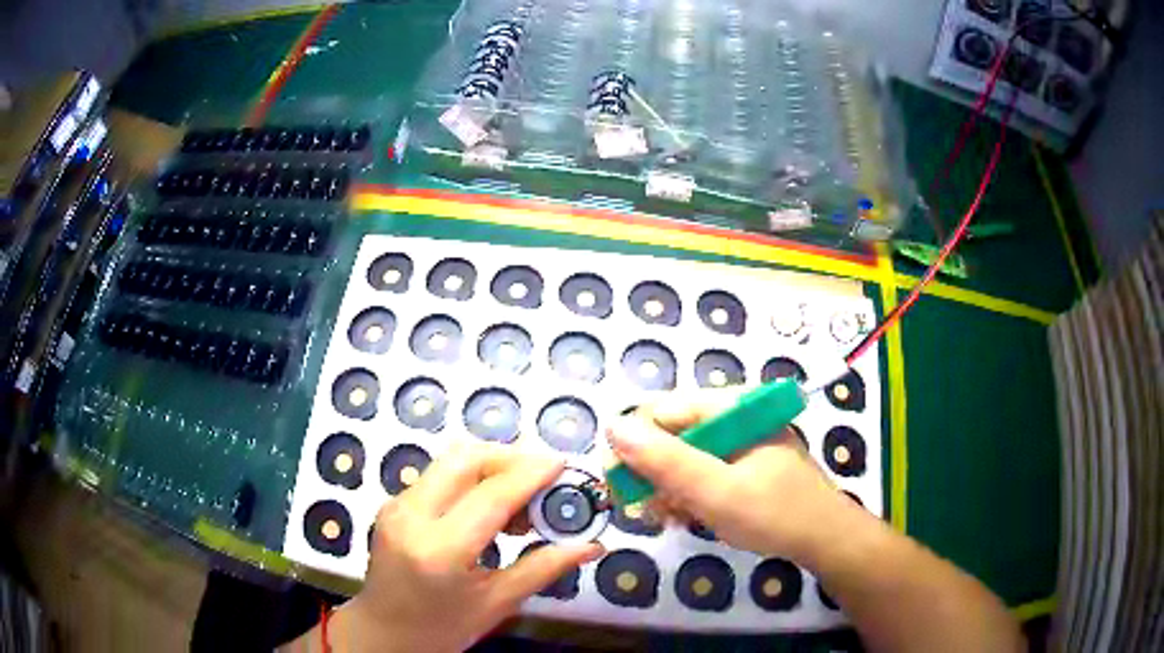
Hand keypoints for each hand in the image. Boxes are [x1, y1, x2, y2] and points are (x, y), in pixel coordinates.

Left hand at [337, 442, 603, 652]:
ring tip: (520, 503)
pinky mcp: (394, 504)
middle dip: (510, 459)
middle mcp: (412, 516)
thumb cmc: (442, 628)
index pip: (491, 495)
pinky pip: (439, 476)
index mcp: (440, 550)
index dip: (531, 474)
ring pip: (450, 461)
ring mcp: (397, 506)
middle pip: (465, 458)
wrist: (384, 633)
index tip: (563, 463)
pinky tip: (489, 510)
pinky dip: (471, 480)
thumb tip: (591, 546)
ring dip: (491, 467)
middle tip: (543, 481)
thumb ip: (543, 568)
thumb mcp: (497, 604)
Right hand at [606, 390, 856, 564]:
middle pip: (673, 434)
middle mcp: (734, 418)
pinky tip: (686, 517)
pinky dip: (688, 495)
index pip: (664, 411)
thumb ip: (665, 460)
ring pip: (684, 457)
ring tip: (669, 518)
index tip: (616, 482)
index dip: (634, 444)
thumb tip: (613, 426)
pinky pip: (702, 472)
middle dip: (653, 473)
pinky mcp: (744, 466)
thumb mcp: (715, 490)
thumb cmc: (773, 514)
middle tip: (644, 509)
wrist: (824, 541)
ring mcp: (740, 443)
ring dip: (668, 488)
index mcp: (732, 408)